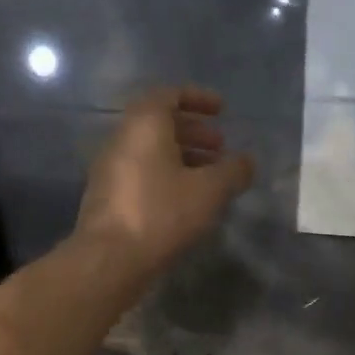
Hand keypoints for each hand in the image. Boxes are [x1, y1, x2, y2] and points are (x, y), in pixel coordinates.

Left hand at [74, 86, 254, 281]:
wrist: (109, 259)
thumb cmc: (161, 213)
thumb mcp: (210, 191)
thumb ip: (233, 171)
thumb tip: (247, 162)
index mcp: (144, 125)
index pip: (169, 94)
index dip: (198, 99)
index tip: (222, 111)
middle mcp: (121, 139)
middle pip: (159, 123)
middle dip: (194, 131)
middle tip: (221, 147)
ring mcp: (110, 169)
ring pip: (150, 151)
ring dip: (182, 157)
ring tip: (210, 177)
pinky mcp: (107, 196)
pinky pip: (141, 173)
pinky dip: (166, 176)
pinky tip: (187, 201)